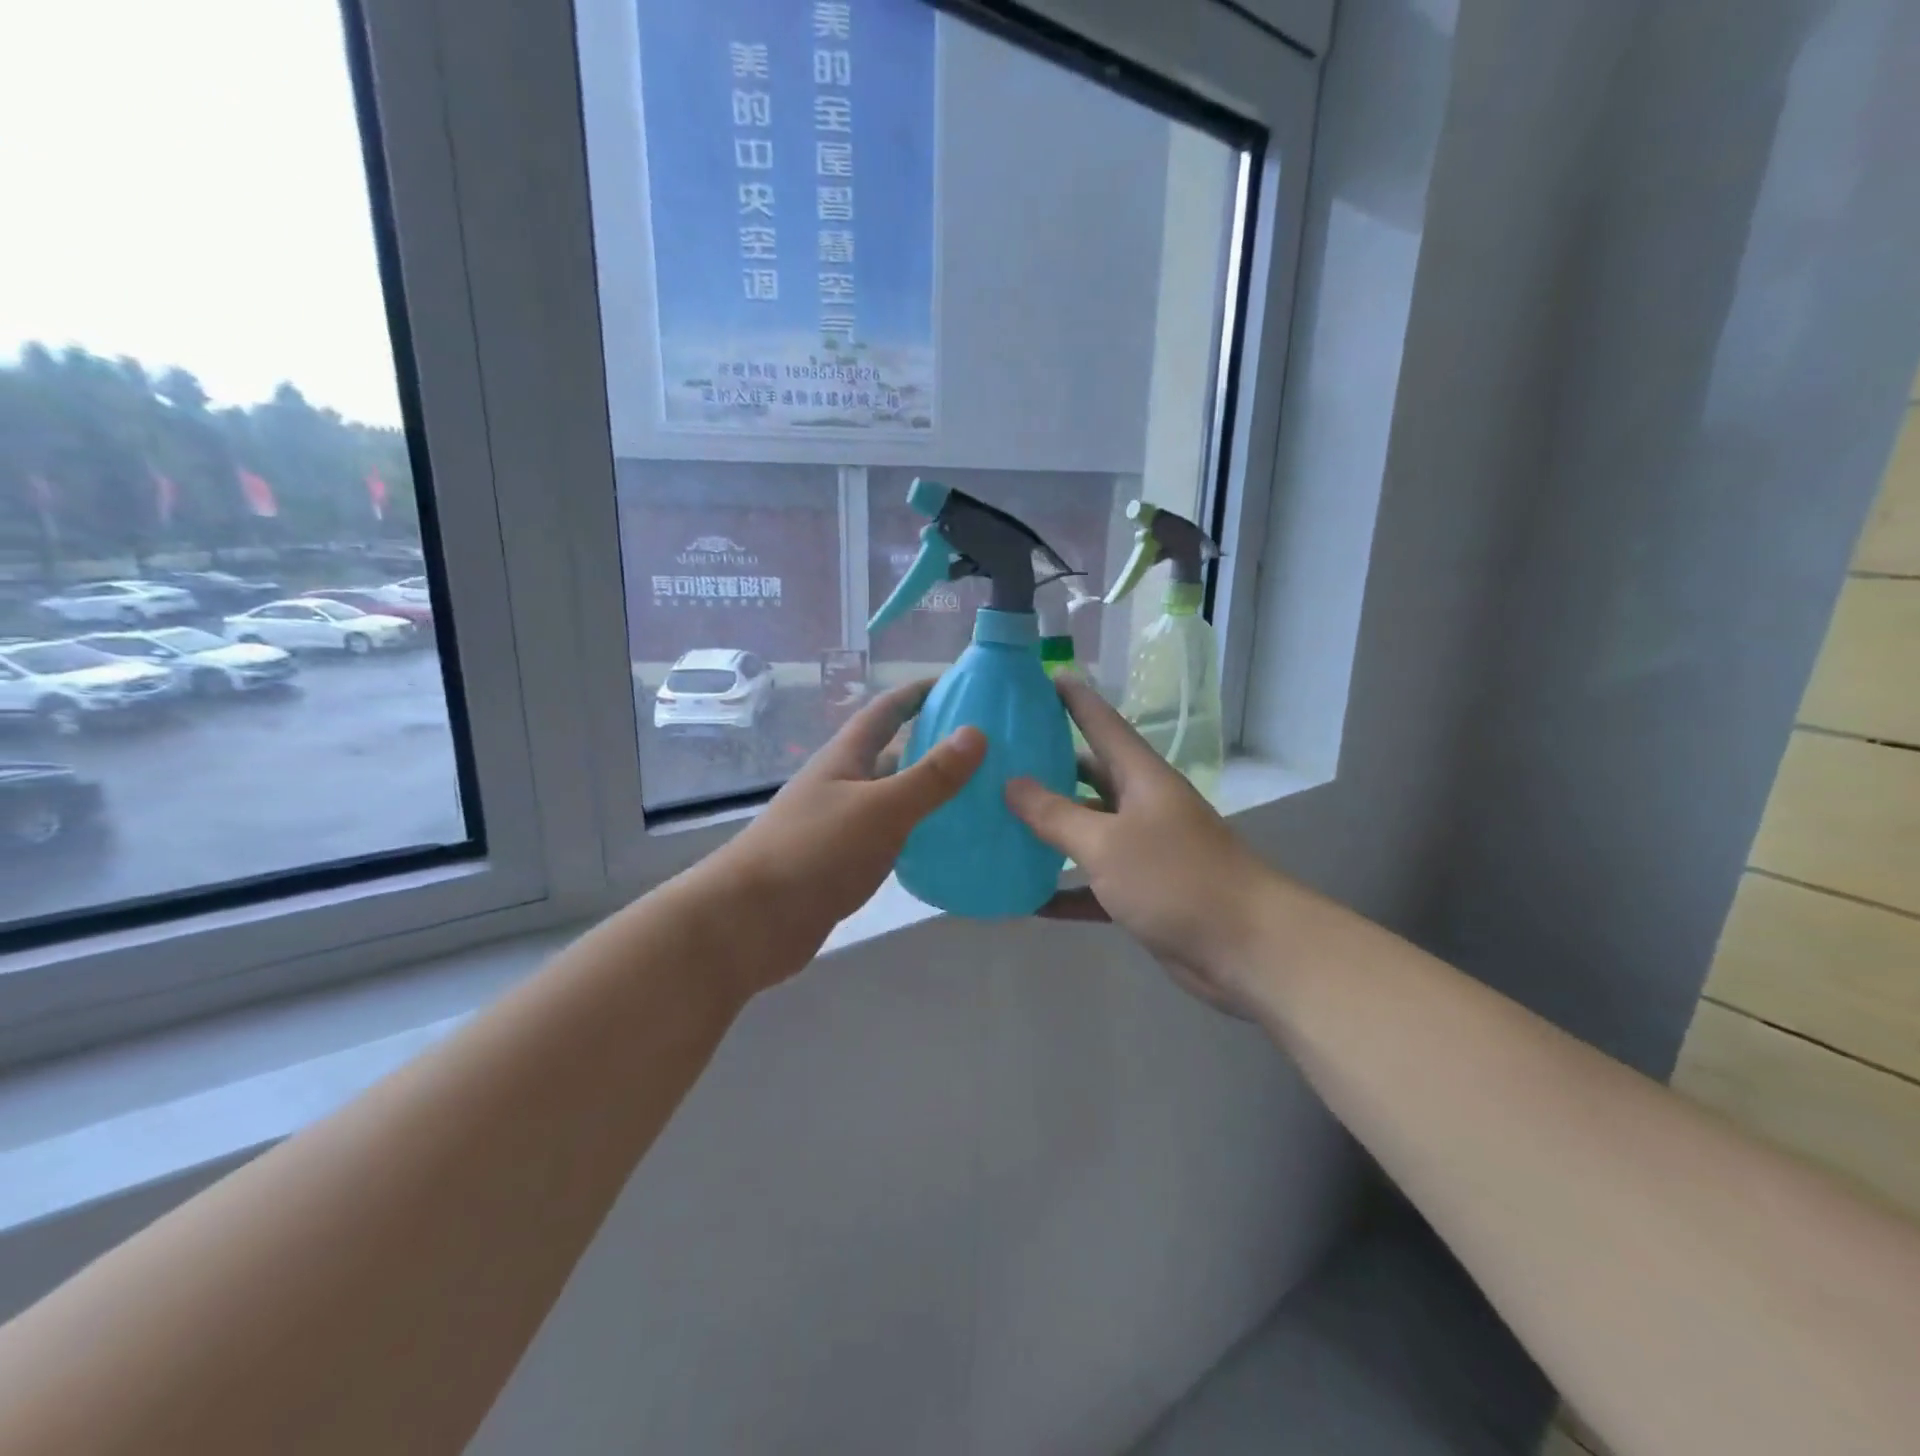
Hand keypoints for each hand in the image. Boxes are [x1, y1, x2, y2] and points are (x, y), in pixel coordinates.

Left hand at [712, 681, 984, 956]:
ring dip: (928, 791)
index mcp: (846, 758)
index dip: (918, 692)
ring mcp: (841, 824)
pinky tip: (948, 843)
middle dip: (933, 743)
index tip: (960, 684)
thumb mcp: (880, 808)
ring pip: (893, 798)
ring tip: (980, 792)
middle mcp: (842, 784)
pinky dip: (918, 832)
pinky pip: (890, 836)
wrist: (752, 922)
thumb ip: (929, 775)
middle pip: (892, 753)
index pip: (885, 710)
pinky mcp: (843, 862)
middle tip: (986, 746)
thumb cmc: (814, 852)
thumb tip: (977, 732)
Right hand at [1005, 675, 1273, 1015]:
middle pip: (1089, 775)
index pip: (1102, 723)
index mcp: (1141, 778)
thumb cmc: (1176, 879)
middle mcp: (1142, 806)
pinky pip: (1092, 884)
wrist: (1247, 949)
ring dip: (1050, 830)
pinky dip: (1063, 889)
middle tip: (1000, 757)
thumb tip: (1011, 783)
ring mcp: (1144, 850)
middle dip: (1048, 765)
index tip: (1041, 676)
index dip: (1073, 699)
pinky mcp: (1142, 893)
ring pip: (1087, 830)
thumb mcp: (1107, 843)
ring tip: (998, 820)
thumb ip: (1056, 814)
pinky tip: (1025, 897)